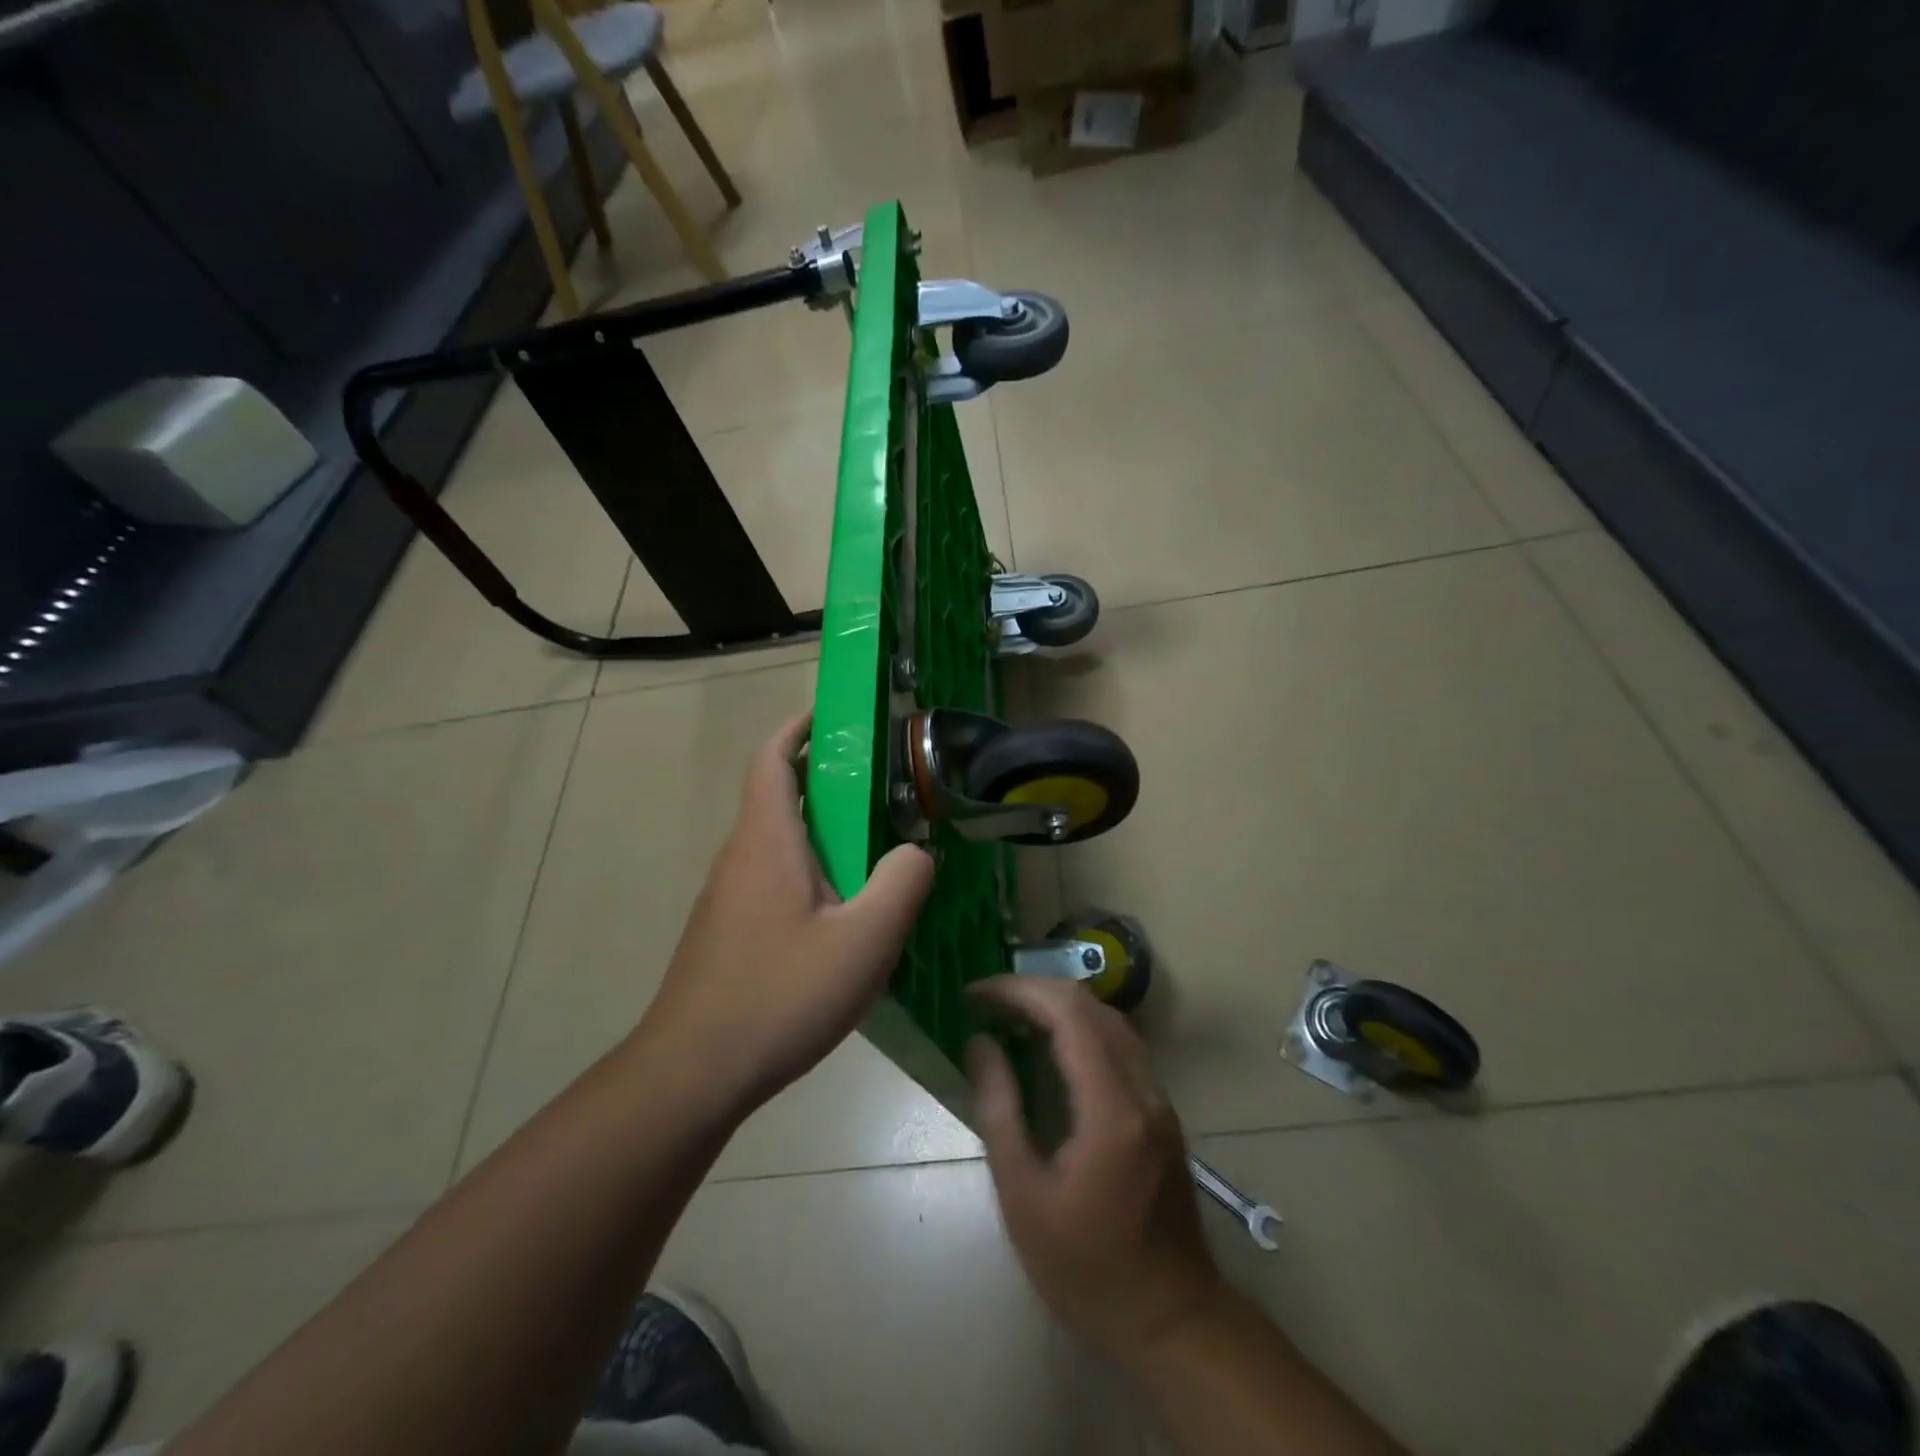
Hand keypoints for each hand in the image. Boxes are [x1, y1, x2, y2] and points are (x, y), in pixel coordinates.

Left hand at [638, 713, 934, 1114]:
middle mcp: (740, 857)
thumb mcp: (864, 940)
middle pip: (781, 796)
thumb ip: (902, 883)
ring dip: (824, 834)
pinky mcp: (729, 931)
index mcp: (767, 840)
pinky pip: (775, 881)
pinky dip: (812, 874)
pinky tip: (845, 920)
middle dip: (829, 782)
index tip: (837, 714)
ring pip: (781, 843)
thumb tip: (917, 852)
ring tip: (878, 856)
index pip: (772, 756)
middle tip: (887, 793)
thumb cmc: (779, 995)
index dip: (800, 725)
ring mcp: (728, 897)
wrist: (691, 1074)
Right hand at [967, 976, 1221, 1366]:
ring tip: (1011, 1017)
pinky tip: (1050, 1048)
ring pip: (1110, 1020)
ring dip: (1060, 1006)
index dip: (1018, 990)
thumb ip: (999, 1110)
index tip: (975, 993)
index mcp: (1111, 1108)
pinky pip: (1120, 1045)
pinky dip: (1081, 1029)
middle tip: (987, 1002)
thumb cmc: (1087, 1269)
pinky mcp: (1161, 1111)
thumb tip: (979, 1043)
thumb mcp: (1024, 1197)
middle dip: (1035, 990)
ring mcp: (1159, 1098)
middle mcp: (1143, 1089)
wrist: (1172, 1321)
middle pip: (1091, 1006)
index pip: (1068, 1013)